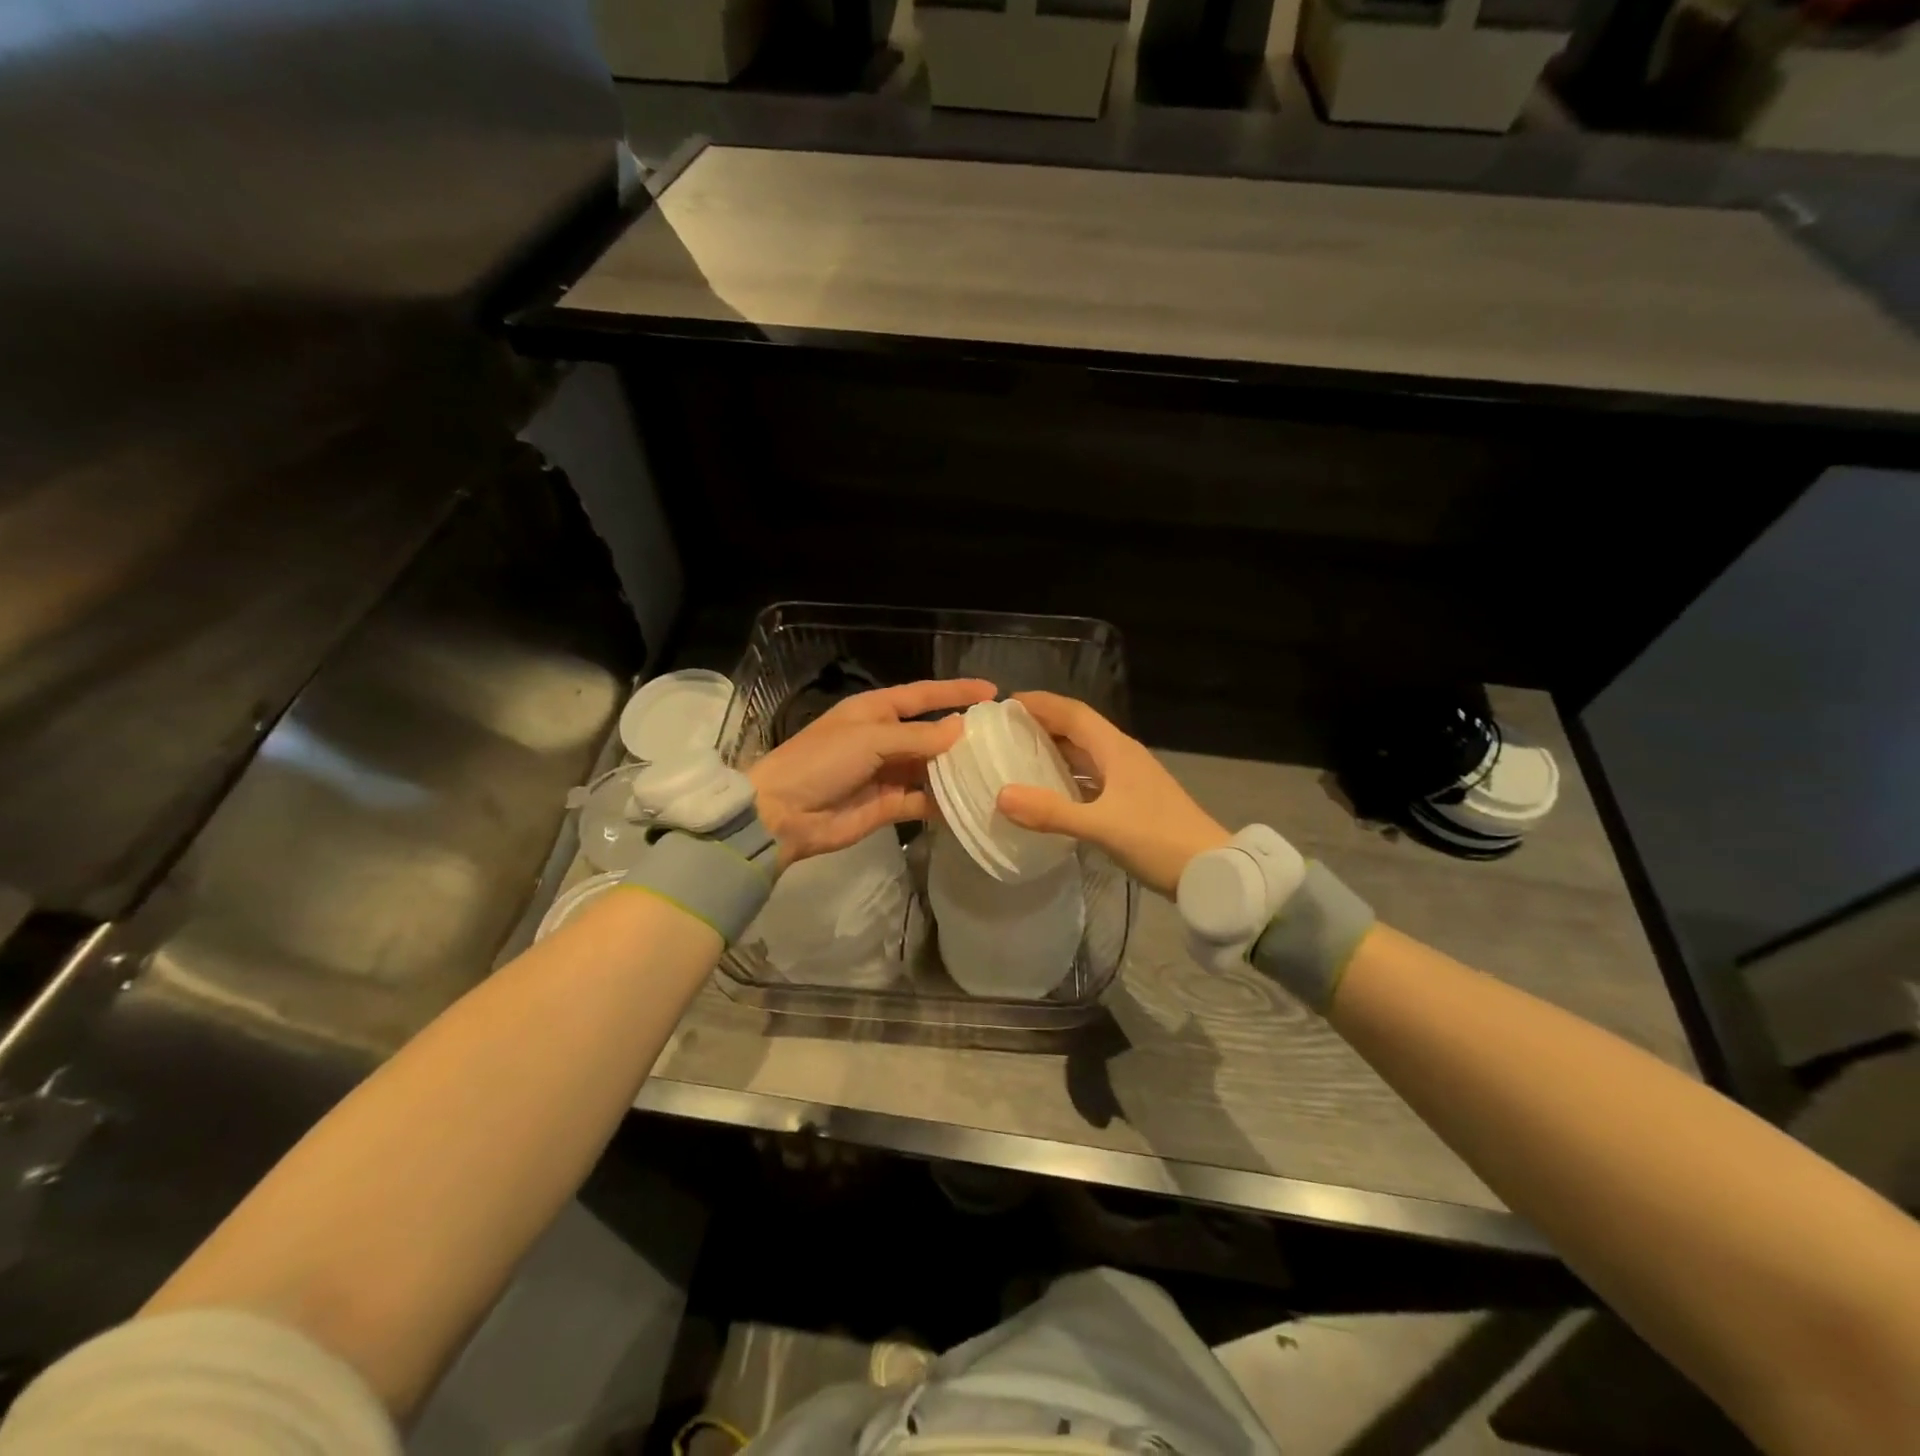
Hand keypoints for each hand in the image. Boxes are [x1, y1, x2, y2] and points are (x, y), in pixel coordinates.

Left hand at [748, 678, 996, 869]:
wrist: (784, 814)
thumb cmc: (823, 761)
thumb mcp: (870, 739)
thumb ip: (918, 736)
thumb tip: (961, 728)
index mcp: (875, 711)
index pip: (923, 695)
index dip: (956, 691)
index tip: (992, 691)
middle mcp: (884, 738)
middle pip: (931, 733)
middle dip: (962, 735)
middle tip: (1002, 740)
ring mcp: (887, 773)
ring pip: (931, 768)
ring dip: (957, 770)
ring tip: (994, 771)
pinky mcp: (889, 805)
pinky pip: (923, 800)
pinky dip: (944, 802)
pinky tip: (971, 802)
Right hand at [996, 692, 1229, 897]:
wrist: (1211, 869)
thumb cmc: (1158, 840)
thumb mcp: (1101, 826)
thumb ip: (1051, 812)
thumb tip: (1001, 796)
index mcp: (1116, 750)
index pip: (1074, 713)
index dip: (1041, 704)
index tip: (1006, 703)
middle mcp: (1122, 756)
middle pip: (1078, 729)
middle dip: (1043, 723)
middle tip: (1004, 729)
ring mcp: (1129, 778)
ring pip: (1085, 753)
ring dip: (1055, 749)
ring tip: (1019, 754)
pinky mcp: (1132, 800)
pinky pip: (1092, 777)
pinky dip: (1068, 776)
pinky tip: (1050, 790)